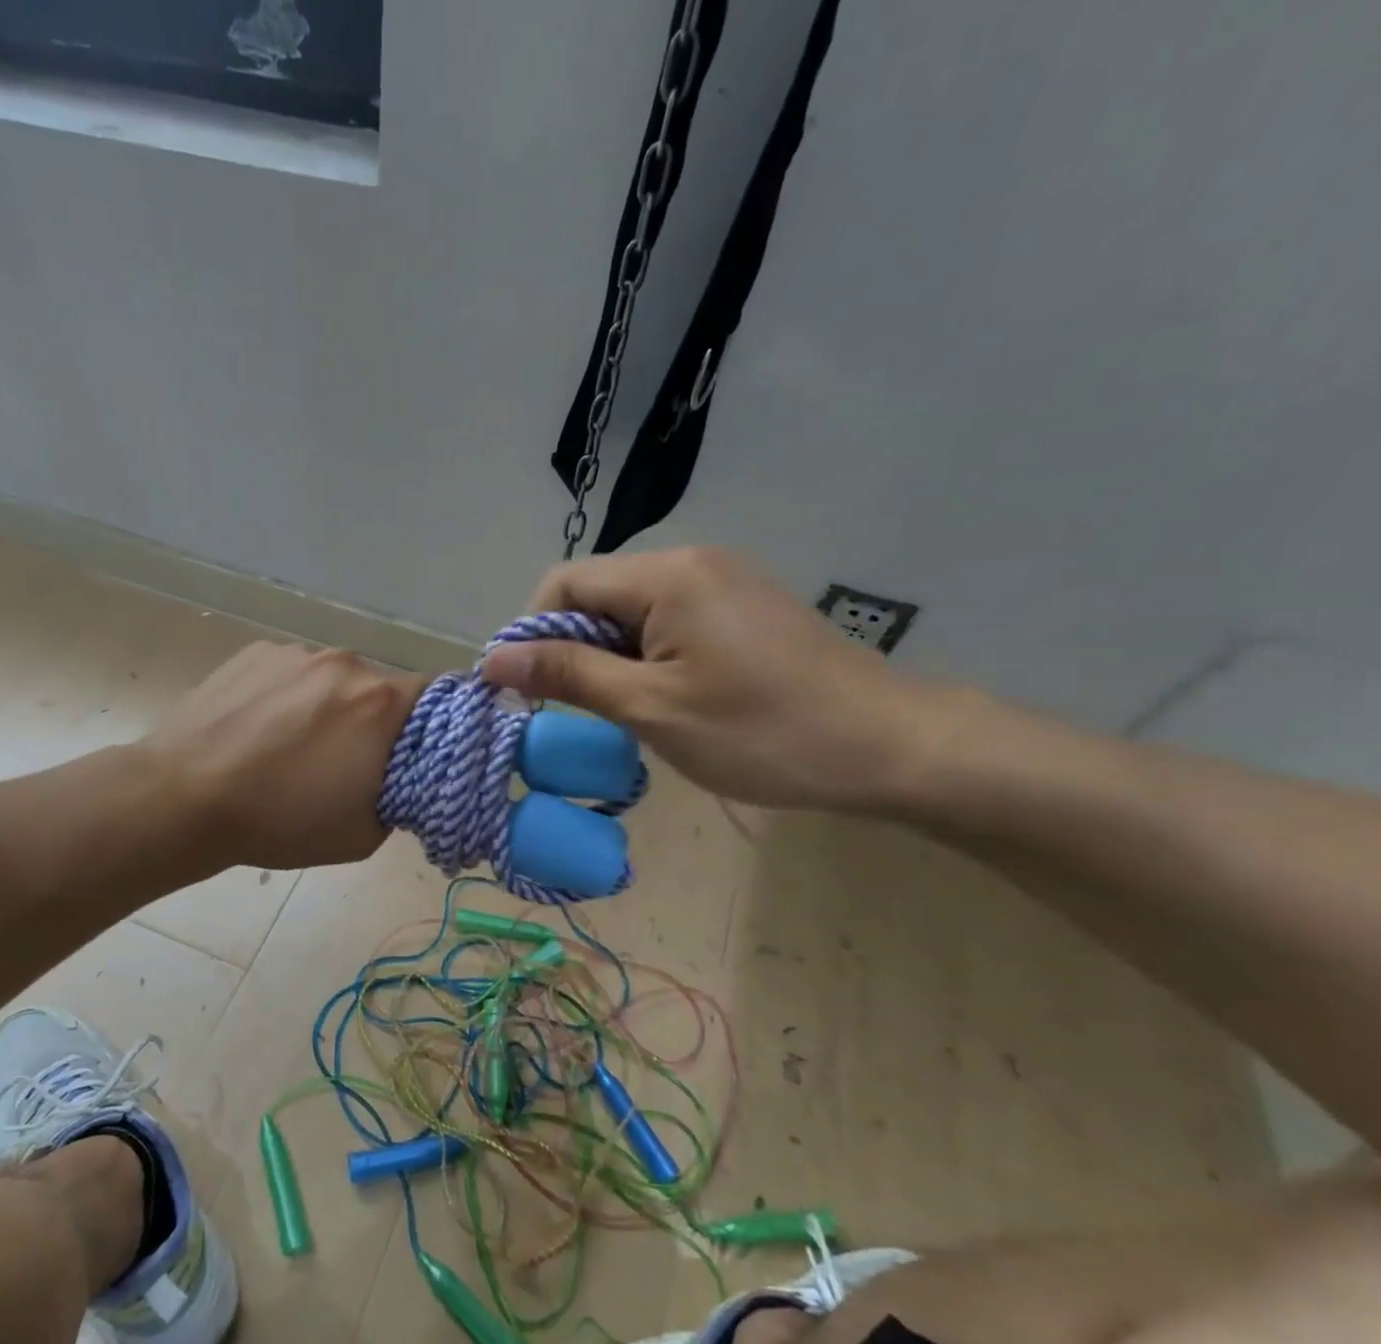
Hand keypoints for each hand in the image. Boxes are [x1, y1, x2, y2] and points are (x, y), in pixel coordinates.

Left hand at [146, 642, 426, 868]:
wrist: (183, 798)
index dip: (432, 724)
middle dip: (374, 720)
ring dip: (328, 706)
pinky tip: (258, 729)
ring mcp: (297, 653)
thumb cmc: (280, 821)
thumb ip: (399, 797)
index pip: (437, 696)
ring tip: (290, 745)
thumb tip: (399, 778)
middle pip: (380, 687)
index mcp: (381, 703)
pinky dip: (288, 695)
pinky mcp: (255, 652)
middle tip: (347, 759)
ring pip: (333, 679)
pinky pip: (291, 672)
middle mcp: (346, 663)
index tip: (414, 752)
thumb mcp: (363, 833)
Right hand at [482, 549, 957, 810]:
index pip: (563, 584)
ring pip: (632, 612)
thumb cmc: (761, 732)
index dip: (531, 636)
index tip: (529, 694)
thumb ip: (568, 676)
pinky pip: (670, 621)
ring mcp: (724, 581)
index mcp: (665, 576)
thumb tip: (493, 659)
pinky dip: (648, 657)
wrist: (887, 746)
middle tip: (583, 713)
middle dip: (573, 650)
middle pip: (597, 594)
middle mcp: (692, 561)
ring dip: (611, 658)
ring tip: (629, 713)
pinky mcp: (744, 607)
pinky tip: (669, 699)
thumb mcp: (651, 709)